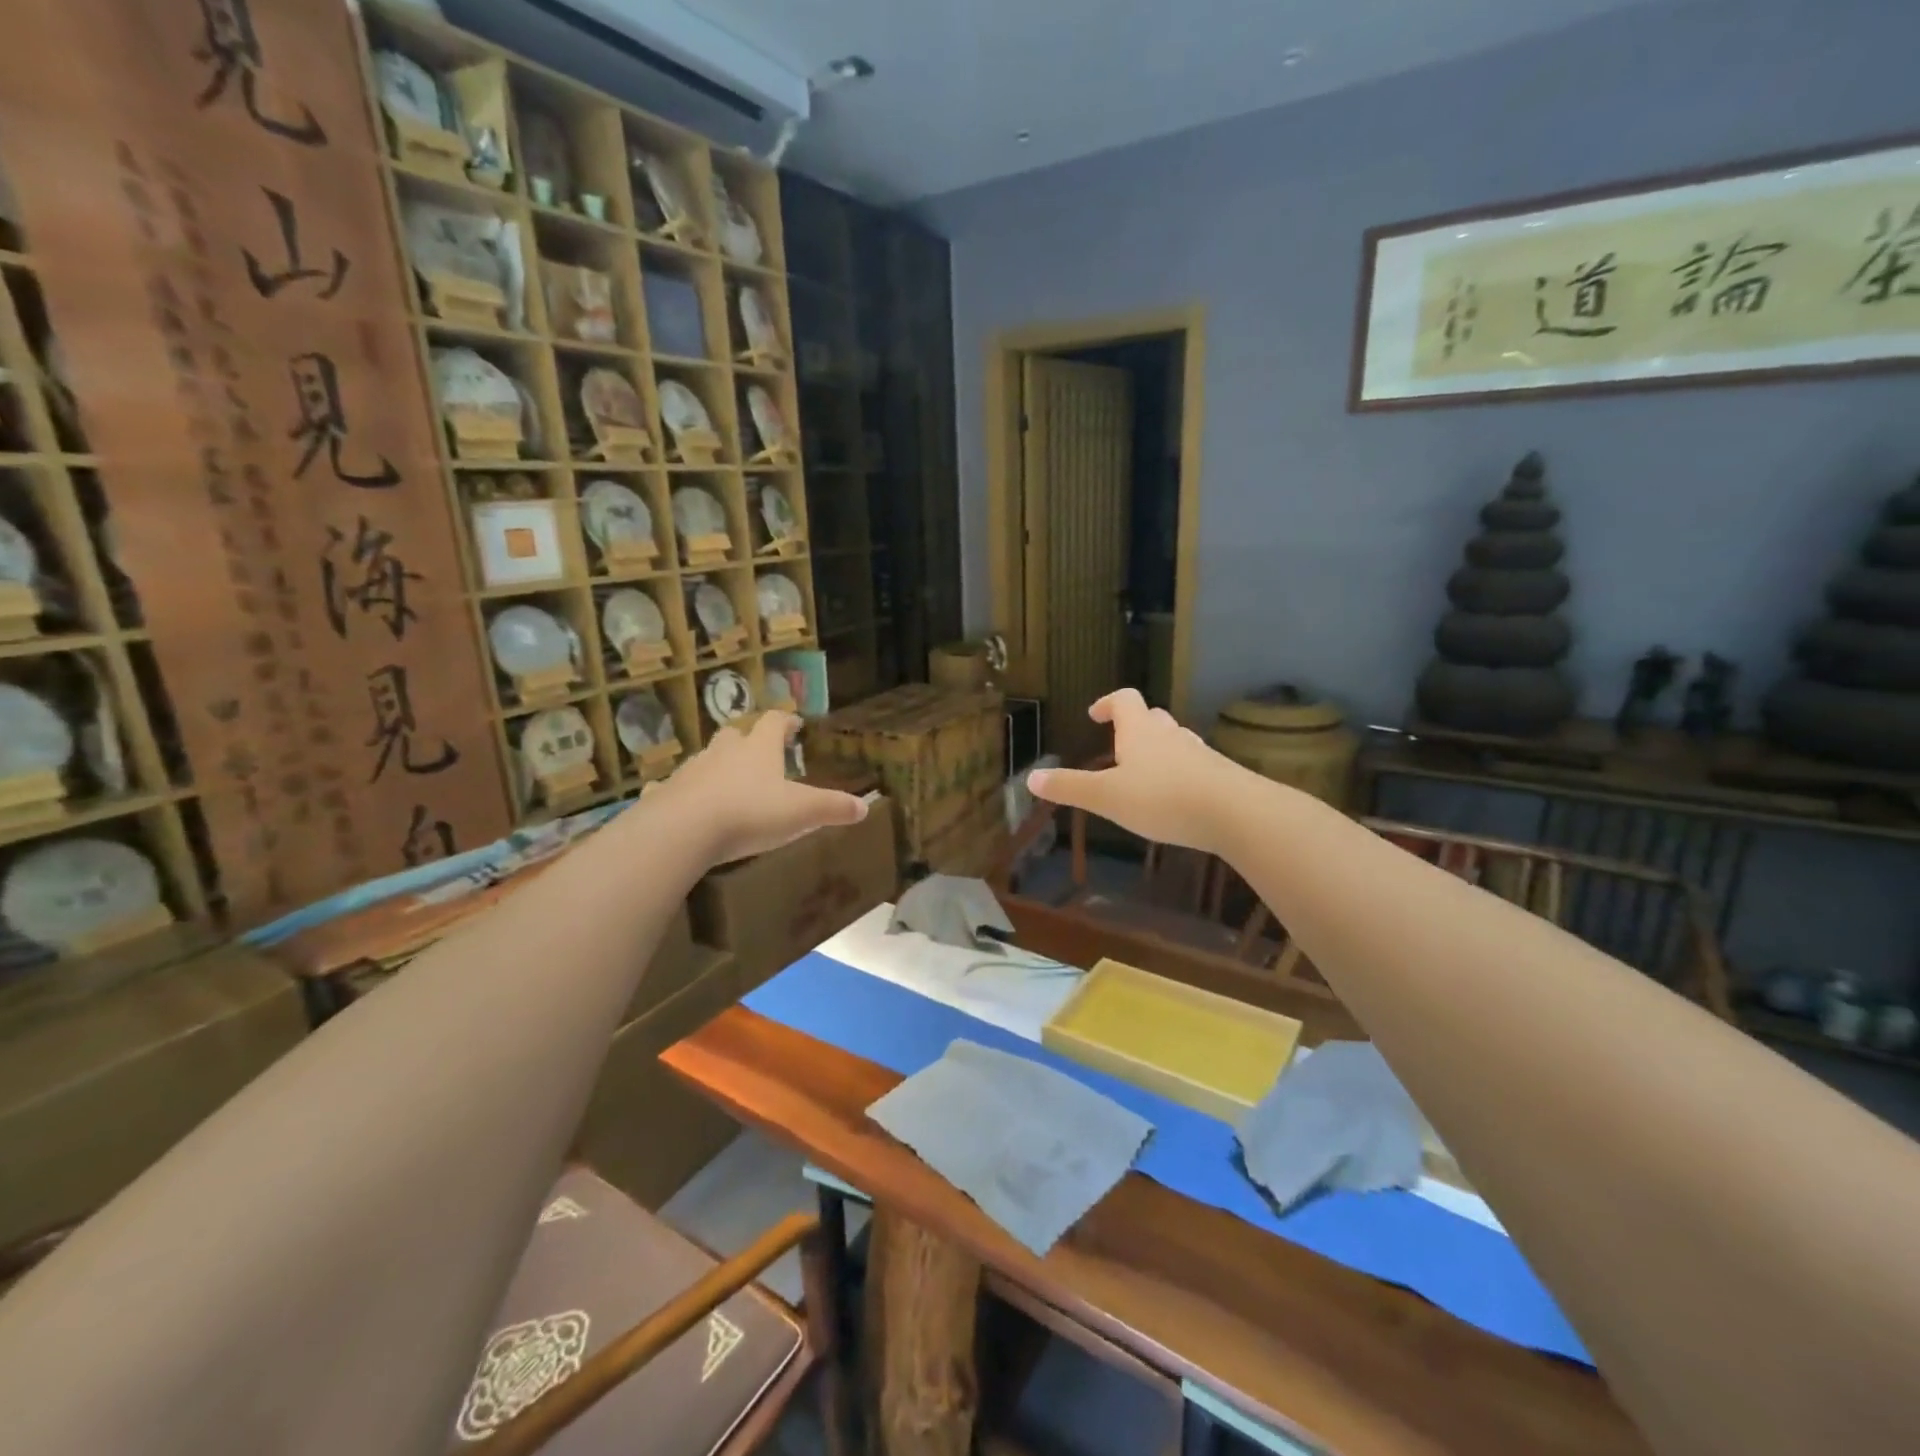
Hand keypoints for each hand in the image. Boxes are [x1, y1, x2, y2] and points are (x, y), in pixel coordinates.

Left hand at [646, 712, 866, 864]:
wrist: (684, 830)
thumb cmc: (750, 813)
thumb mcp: (801, 812)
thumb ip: (832, 808)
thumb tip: (864, 806)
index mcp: (759, 749)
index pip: (774, 722)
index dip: (786, 720)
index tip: (795, 722)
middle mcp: (724, 752)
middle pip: (735, 734)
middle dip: (747, 739)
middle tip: (757, 750)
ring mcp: (691, 770)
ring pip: (705, 758)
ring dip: (716, 764)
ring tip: (726, 780)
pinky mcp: (664, 793)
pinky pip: (671, 787)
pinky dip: (679, 790)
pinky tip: (680, 801)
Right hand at [1027, 690, 1244, 852]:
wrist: (1236, 813)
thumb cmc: (1162, 798)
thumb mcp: (1107, 797)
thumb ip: (1070, 788)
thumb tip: (1030, 778)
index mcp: (1140, 731)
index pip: (1124, 700)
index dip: (1108, 703)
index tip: (1095, 714)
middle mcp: (1170, 735)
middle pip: (1152, 717)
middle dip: (1134, 726)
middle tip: (1118, 745)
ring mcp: (1199, 754)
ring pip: (1175, 740)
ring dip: (1159, 749)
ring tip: (1145, 772)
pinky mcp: (1220, 776)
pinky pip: (1194, 765)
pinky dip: (1180, 773)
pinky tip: (1176, 797)